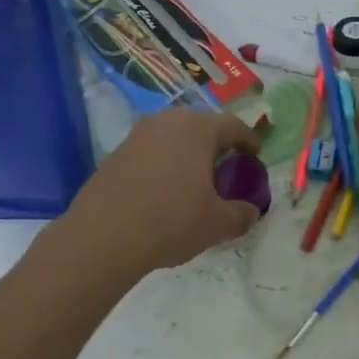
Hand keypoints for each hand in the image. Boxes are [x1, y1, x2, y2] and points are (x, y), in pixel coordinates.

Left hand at [62, 109, 261, 276]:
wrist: (102, 237)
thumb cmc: (171, 222)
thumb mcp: (217, 224)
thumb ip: (241, 214)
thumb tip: (251, 211)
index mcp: (198, 129)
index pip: (232, 126)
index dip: (248, 140)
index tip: (255, 154)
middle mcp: (167, 122)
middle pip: (200, 126)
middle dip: (216, 144)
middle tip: (226, 167)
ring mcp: (137, 136)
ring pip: (173, 137)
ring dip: (187, 153)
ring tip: (195, 180)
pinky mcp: (115, 154)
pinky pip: (151, 152)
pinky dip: (164, 164)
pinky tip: (164, 191)